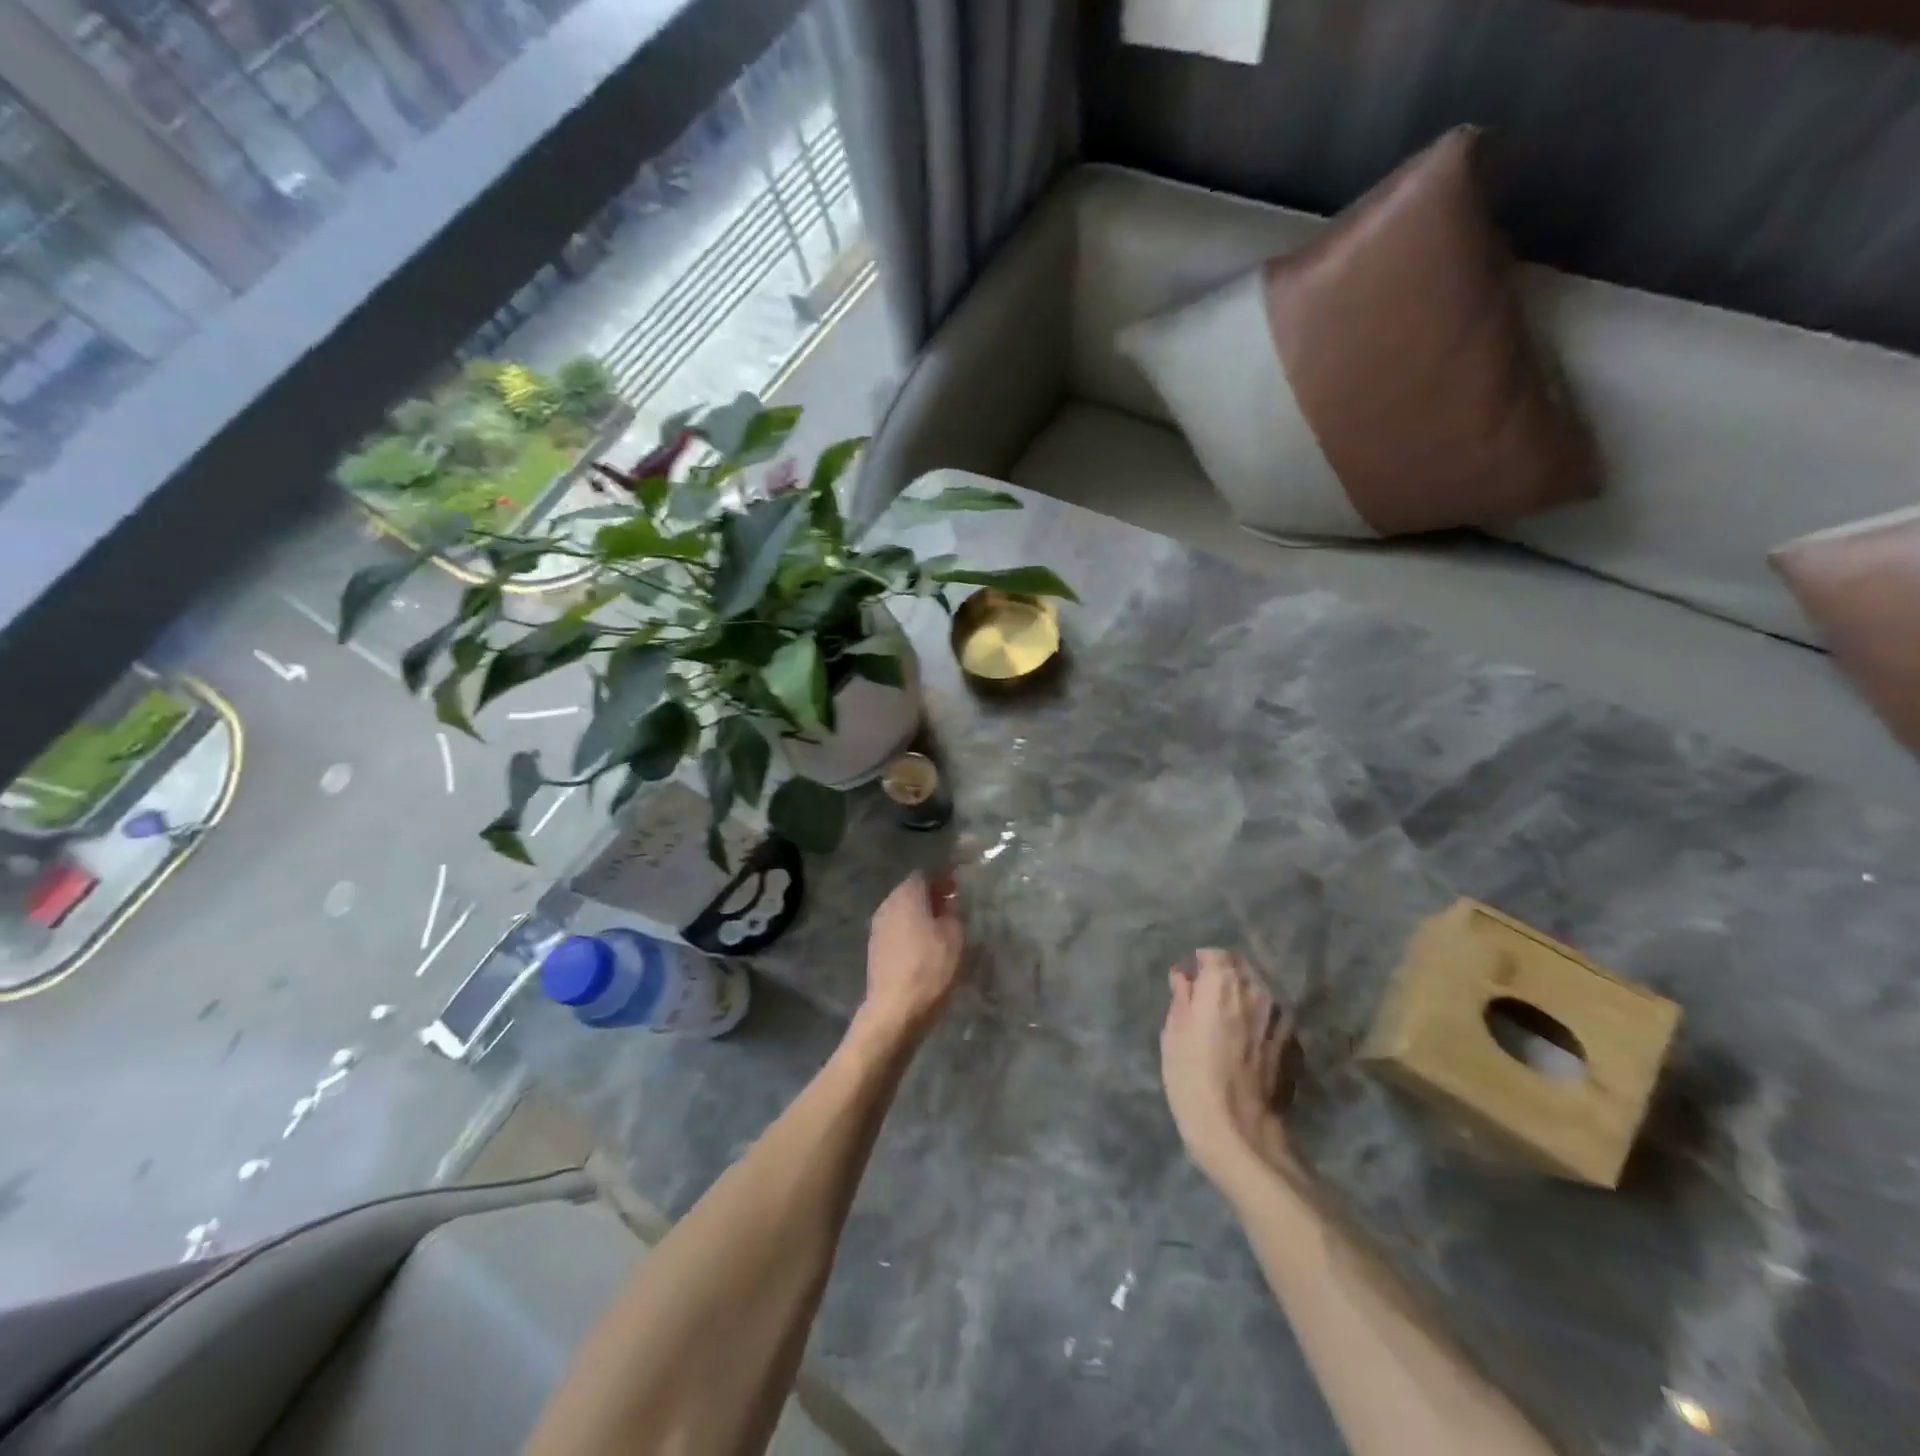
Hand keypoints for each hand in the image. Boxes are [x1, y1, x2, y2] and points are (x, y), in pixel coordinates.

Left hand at [858, 872, 962, 1043]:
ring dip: (919, 914)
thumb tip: (948, 903)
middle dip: (931, 896)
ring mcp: (877, 927)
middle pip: (910, 891)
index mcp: (907, 895)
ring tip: (940, 928)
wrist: (895, 1009)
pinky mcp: (874, 948)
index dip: (942, 879)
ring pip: (902, 911)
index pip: (924, 875)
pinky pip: (896, 929)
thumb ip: (952, 913)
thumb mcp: (954, 937)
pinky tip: (923, 945)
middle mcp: (888, 905)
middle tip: (952, 907)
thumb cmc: (929, 968)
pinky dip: (910, 930)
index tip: (958, 888)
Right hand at [1160, 949, 1293, 1188]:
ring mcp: (1278, 1017)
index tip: (1189, 982)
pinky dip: (1261, 1017)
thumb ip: (1181, 999)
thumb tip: (1184, 978)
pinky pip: (1273, 1015)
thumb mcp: (1172, 1035)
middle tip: (1206, 997)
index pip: (1215, 954)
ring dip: (1244, 995)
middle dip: (1225, 975)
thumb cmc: (1192, 1079)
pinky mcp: (1291, 1042)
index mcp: (1222, 983)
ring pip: (1260, 990)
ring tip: (1228, 1017)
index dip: (1200, 965)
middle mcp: (1256, 991)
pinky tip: (1250, 1037)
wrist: (1240, 1133)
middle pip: (1241, 967)